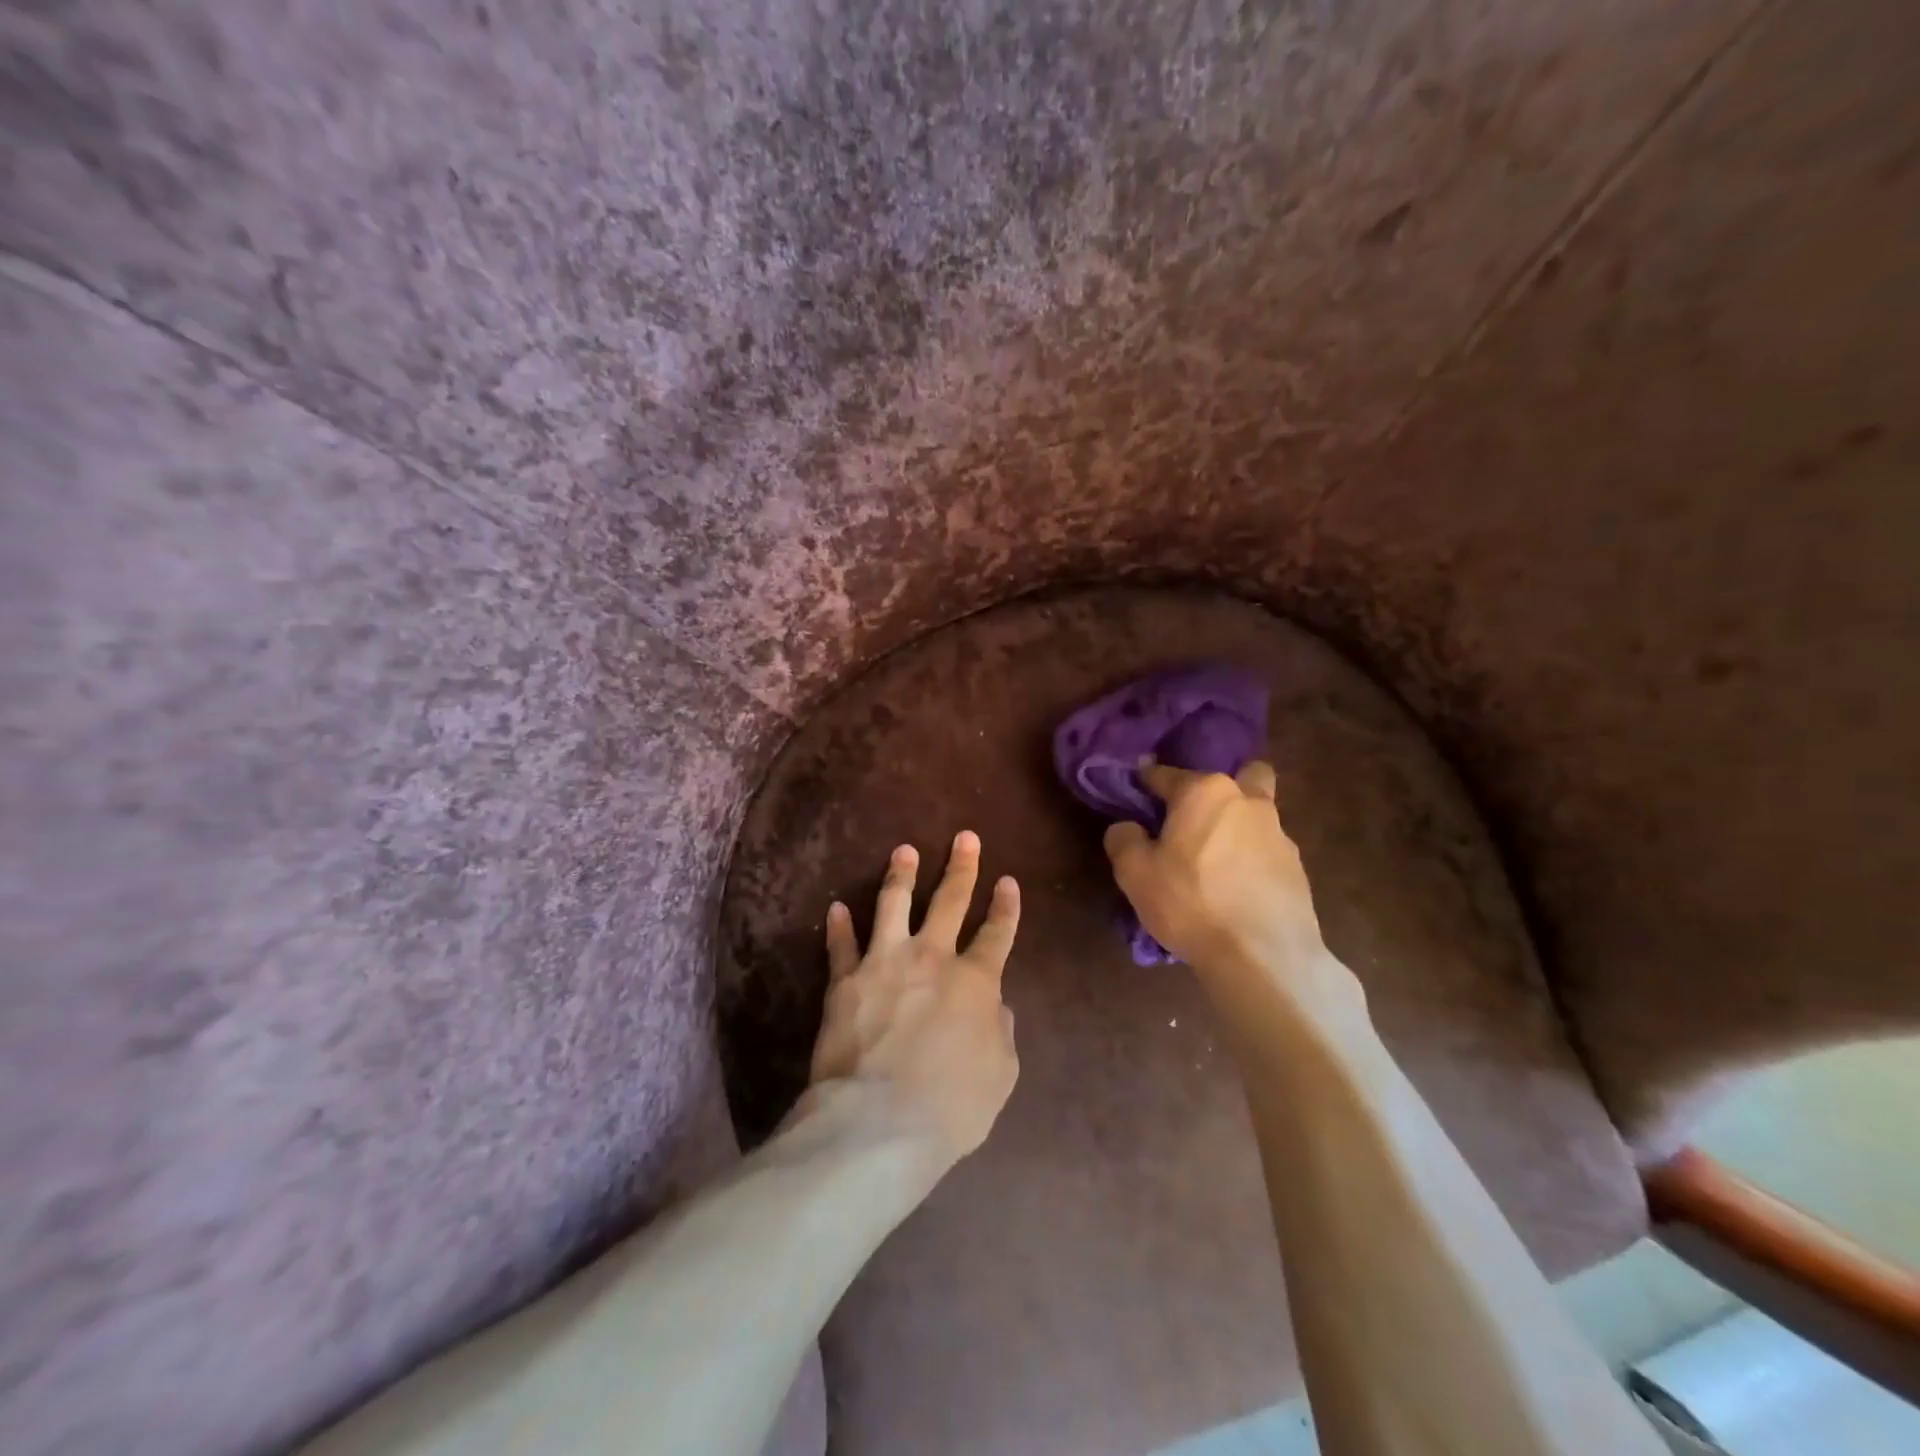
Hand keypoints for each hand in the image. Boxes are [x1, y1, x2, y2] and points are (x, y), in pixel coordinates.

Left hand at [810, 832, 1020, 1168]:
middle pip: (949, 901)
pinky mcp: (845, 980)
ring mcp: (884, 962)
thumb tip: (996, 1007)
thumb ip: (1001, 1033)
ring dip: (901, 875)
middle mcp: (931, 958)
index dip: (1005, 907)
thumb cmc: (951, 1105)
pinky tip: (837, 907)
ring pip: (894, 904)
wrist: (878, 1120)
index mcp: (975, 981)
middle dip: (961, 867)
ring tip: (904, 850)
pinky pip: (841, 945)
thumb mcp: (1000, 1075)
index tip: (1007, 882)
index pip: (996, 934)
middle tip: (965, 838)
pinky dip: (839, 926)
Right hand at [1103, 761, 1328, 976]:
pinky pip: (1266, 850)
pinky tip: (1236, 890)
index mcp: (1204, 792)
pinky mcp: (1297, 867)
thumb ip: (1124, 839)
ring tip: (1214, 863)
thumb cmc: (1191, 902)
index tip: (1135, 795)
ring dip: (1236, 826)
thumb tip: (1128, 827)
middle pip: (1238, 775)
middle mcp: (1246, 801)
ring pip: (1255, 813)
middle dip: (1217, 790)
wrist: (1263, 957)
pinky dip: (1251, 860)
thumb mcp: (1134, 873)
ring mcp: (1278, 833)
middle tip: (1194, 820)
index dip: (1145, 783)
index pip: (1165, 774)